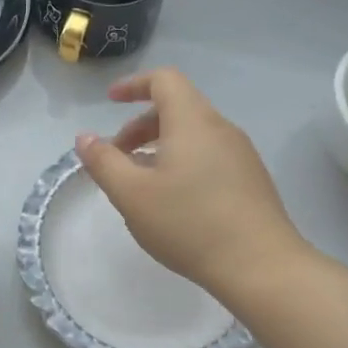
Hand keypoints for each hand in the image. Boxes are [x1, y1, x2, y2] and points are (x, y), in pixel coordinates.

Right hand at [76, 68, 306, 293]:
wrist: (262, 267)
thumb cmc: (189, 223)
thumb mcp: (132, 194)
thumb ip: (103, 162)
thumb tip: (85, 138)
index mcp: (192, 121)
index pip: (164, 80)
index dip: (134, 84)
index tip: (110, 101)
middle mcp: (221, 128)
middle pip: (177, 107)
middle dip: (140, 126)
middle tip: (117, 157)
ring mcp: (241, 154)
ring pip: (193, 134)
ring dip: (160, 147)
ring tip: (141, 183)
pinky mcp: (251, 179)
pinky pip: (209, 155)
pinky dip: (182, 162)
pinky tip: (173, 201)